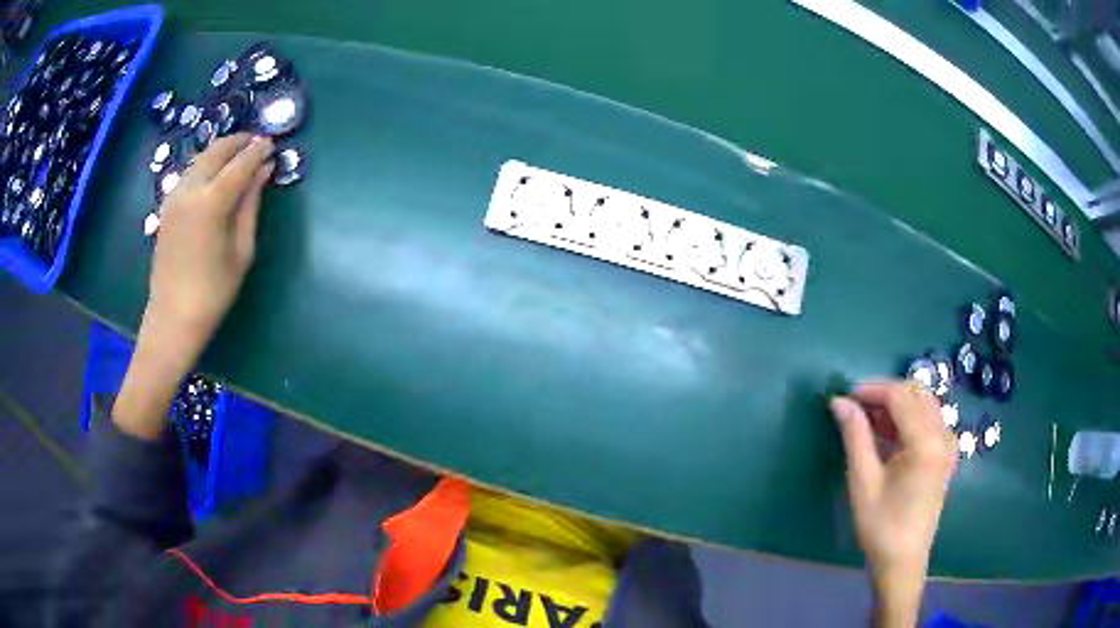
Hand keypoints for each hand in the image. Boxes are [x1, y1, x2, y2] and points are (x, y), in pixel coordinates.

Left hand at [113, 134, 273, 439]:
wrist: (172, 317)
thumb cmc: (213, 291)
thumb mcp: (242, 250)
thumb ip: (251, 205)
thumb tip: (264, 171)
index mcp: (211, 202)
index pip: (240, 163)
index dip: (258, 150)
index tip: (273, 141)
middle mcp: (190, 190)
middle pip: (217, 151)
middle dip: (239, 142)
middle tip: (257, 142)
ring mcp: (174, 196)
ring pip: (201, 158)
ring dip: (221, 150)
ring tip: (239, 153)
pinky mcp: (167, 205)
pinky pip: (189, 172)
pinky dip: (206, 164)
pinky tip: (215, 173)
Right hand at [830, 381, 957, 627]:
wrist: (903, 560)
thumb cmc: (881, 525)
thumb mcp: (863, 481)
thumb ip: (855, 435)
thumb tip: (838, 401)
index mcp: (926, 442)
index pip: (900, 396)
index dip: (872, 389)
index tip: (845, 395)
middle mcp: (943, 435)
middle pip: (916, 393)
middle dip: (885, 393)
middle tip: (855, 406)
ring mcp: (947, 443)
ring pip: (924, 403)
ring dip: (896, 403)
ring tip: (867, 419)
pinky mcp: (945, 453)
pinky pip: (928, 420)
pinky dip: (907, 417)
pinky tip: (887, 433)